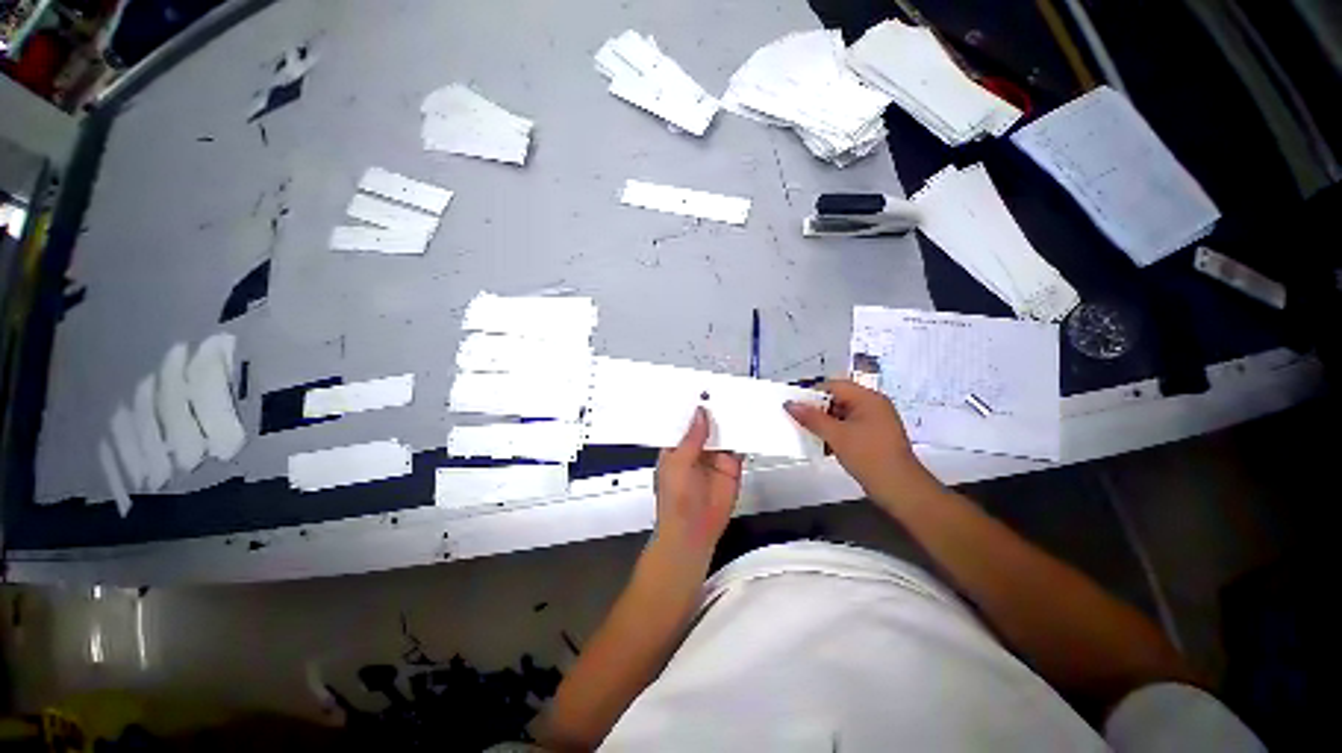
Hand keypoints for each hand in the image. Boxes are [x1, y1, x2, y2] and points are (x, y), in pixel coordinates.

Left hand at [653, 406, 742, 560]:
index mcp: (677, 446)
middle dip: (714, 410)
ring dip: (730, 420)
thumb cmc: (675, 499)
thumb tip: (701, 413)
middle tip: (723, 391)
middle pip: (707, 424)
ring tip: (738, 400)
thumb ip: (692, 437)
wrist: (694, 531)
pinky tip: (749, 422)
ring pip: (724, 433)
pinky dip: (744, 436)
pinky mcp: (732, 466)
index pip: (685, 421)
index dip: (692, 406)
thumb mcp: (678, 462)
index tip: (701, 389)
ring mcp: (715, 457)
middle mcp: (696, 449)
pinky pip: (739, 448)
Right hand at [786, 380, 938, 508]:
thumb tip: (789, 404)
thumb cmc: (868, 456)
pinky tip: (823, 445)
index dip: (813, 394)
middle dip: (818, 410)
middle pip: (838, 399)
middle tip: (798, 421)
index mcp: (868, 398)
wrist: (900, 488)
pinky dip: (836, 433)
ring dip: (825, 423)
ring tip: (807, 433)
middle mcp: (873, 405)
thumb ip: (811, 418)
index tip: (795, 406)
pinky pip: (849, 427)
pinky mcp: (874, 437)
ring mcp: (875, 422)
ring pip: (842, 415)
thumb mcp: (836, 435)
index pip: (834, 386)